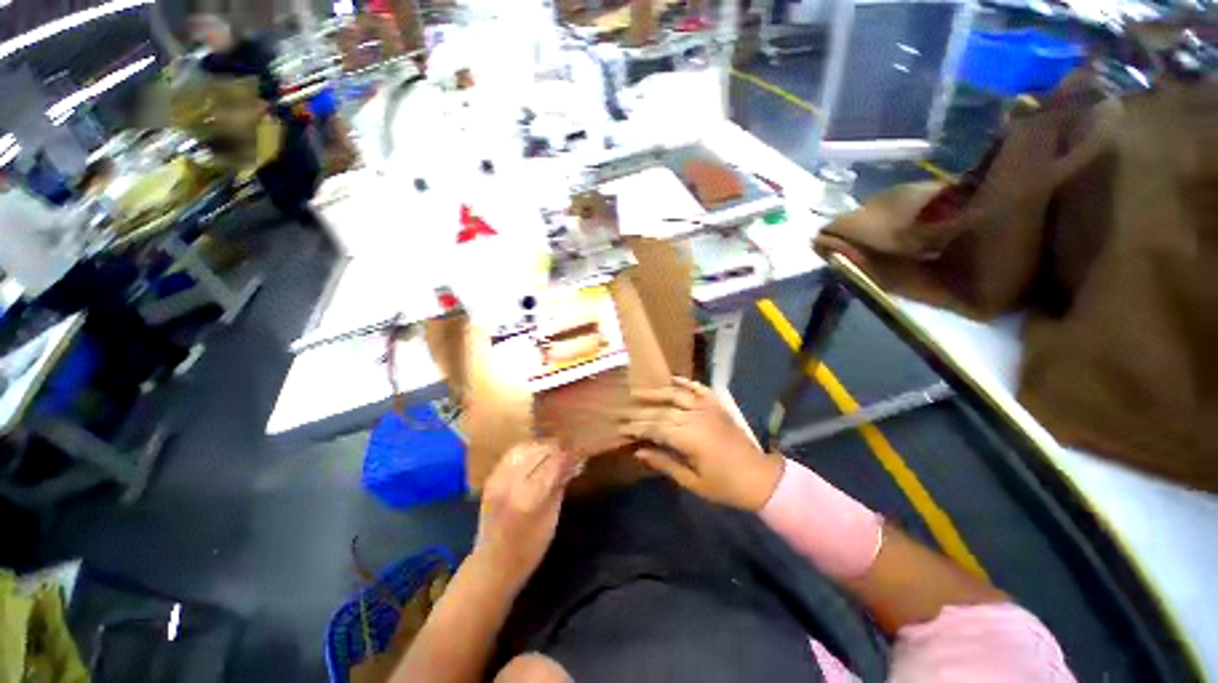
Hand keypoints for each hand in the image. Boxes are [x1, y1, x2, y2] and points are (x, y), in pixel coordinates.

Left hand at [474, 442, 579, 590]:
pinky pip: (512, 454)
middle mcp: (510, 483)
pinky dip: (527, 450)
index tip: (578, 454)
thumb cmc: (529, 549)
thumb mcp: (551, 519)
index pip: (552, 463)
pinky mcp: (491, 478)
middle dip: (556, 449)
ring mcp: (497, 479)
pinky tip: (535, 456)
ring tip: (553, 453)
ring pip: (525, 447)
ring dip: (541, 447)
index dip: (567, 456)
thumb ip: (560, 485)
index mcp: (527, 498)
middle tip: (568, 454)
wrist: (491, 565)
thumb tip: (573, 462)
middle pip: (538, 451)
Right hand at [619, 377, 784, 511]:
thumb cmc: (724, 485)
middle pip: (661, 411)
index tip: (621, 428)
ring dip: (656, 393)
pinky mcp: (717, 405)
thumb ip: (664, 463)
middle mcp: (696, 417)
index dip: (636, 427)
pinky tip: (672, 379)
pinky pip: (698, 388)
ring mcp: (708, 408)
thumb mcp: (692, 481)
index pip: (655, 428)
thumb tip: (639, 451)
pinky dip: (685, 382)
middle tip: (622, 412)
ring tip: (638, 392)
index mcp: (689, 438)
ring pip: (676, 395)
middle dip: (640, 413)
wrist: (760, 477)